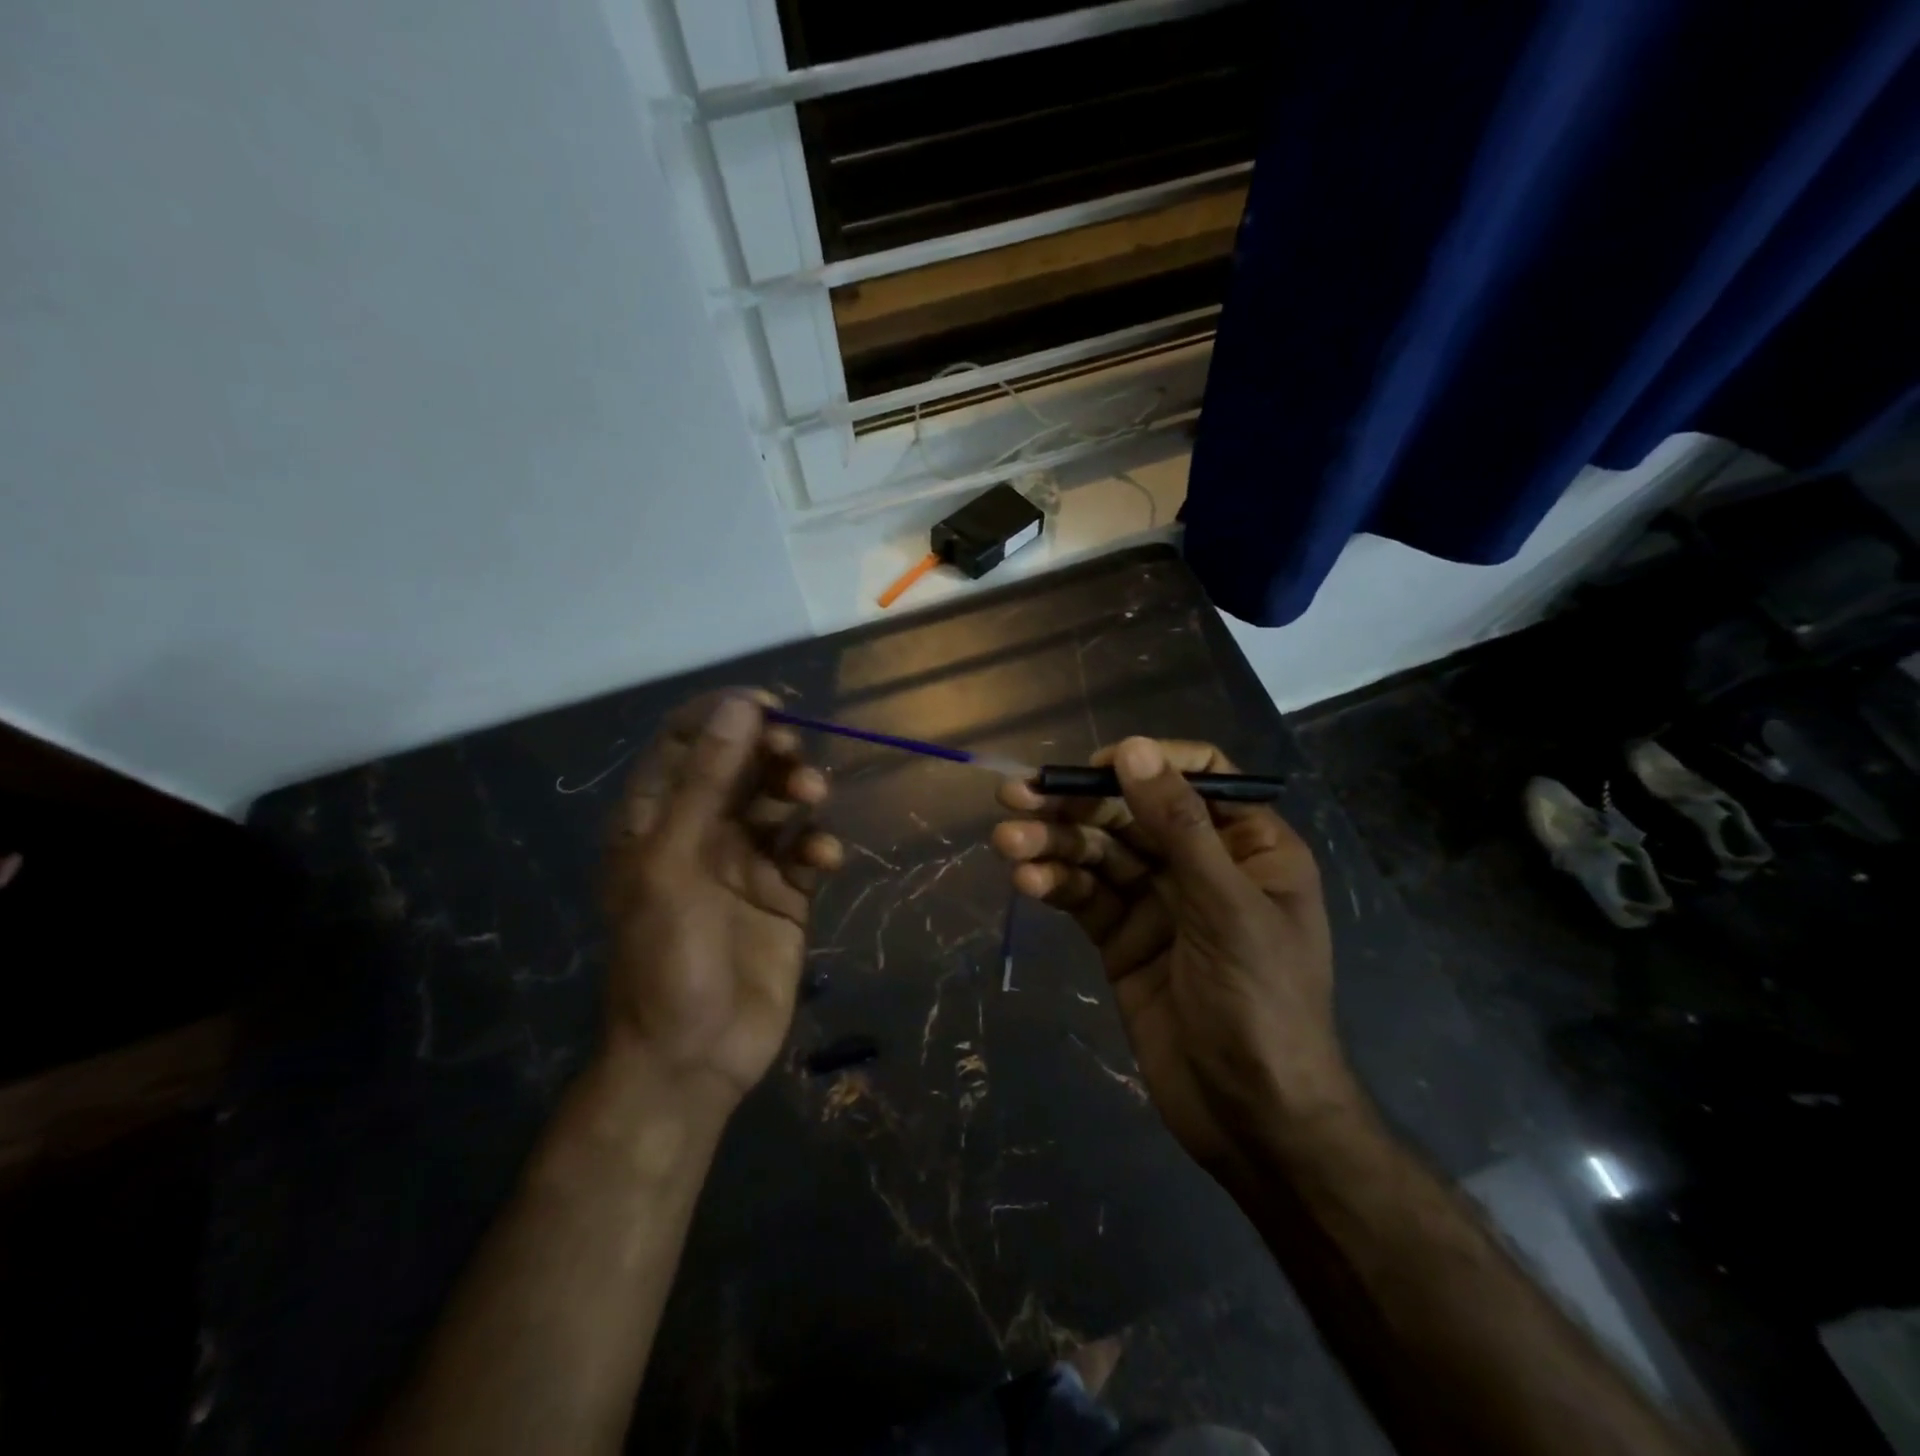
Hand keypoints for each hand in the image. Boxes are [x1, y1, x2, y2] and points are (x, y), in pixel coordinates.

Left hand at [600, 692, 840, 1109]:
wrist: (694, 1056)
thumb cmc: (666, 957)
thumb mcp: (672, 863)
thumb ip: (706, 783)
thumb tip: (742, 707)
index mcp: (656, 819)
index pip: (686, 742)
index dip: (723, 716)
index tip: (767, 706)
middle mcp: (700, 832)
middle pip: (740, 766)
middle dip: (769, 752)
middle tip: (792, 753)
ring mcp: (745, 863)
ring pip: (778, 803)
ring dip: (798, 791)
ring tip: (812, 797)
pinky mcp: (784, 894)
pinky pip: (806, 851)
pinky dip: (818, 845)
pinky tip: (823, 860)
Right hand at [992, 737, 1357, 1170]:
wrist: (1253, 1120)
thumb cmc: (1263, 1004)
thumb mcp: (1227, 907)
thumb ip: (1179, 827)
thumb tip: (1134, 748)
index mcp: (1249, 845)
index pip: (1196, 776)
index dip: (1145, 763)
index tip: (1095, 767)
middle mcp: (1200, 864)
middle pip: (1132, 812)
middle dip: (1077, 804)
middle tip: (1016, 796)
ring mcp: (1157, 902)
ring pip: (1099, 853)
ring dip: (1053, 843)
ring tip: (1007, 841)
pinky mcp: (1121, 938)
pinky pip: (1085, 896)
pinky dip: (1055, 884)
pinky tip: (1027, 881)